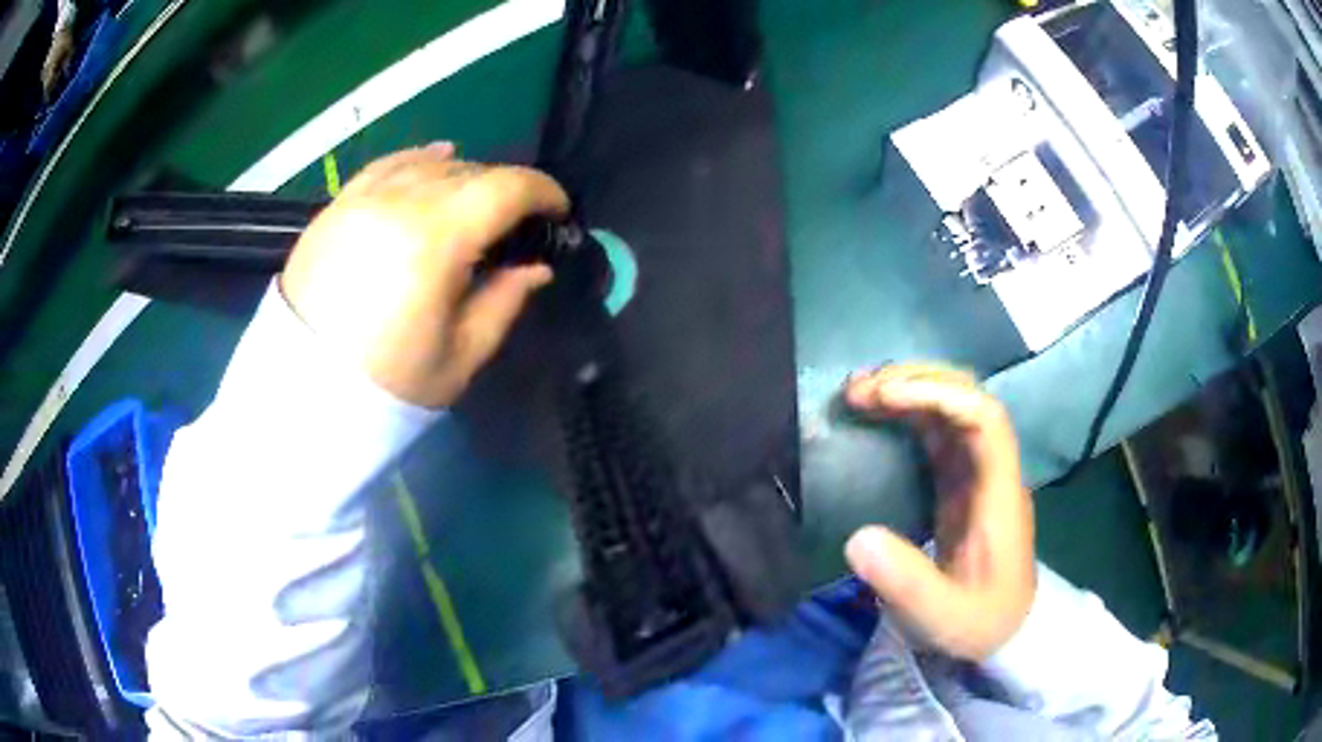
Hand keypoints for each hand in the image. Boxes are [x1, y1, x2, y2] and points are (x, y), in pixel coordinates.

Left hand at [281, 143, 569, 407]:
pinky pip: (387, 165)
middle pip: (470, 171)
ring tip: (476, 202)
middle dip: (505, 189)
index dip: (543, 192)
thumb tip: (536, 267)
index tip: (559, 212)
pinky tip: (435, 159)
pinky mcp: (336, 207)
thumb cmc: (387, 386)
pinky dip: (418, 160)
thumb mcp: (460, 355)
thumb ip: (505, 301)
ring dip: (465, 177)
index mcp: (436, 238)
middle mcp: (399, 201)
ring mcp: (362, 199)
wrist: (301, 393)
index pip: (506, 187)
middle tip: (516, 222)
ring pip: (429, 164)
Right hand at [843, 364, 1035, 659]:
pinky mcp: (959, 483)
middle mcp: (990, 470)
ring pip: (950, 407)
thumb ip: (906, 582)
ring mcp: (975, 473)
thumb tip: (857, 538)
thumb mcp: (942, 616)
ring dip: (908, 390)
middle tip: (860, 390)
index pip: (984, 419)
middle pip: (967, 398)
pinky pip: (936, 432)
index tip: (887, 397)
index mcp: (998, 493)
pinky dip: (905, 414)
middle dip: (916, 381)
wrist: (1005, 630)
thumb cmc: (980, 622)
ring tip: (857, 392)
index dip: (939, 394)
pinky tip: (875, 415)